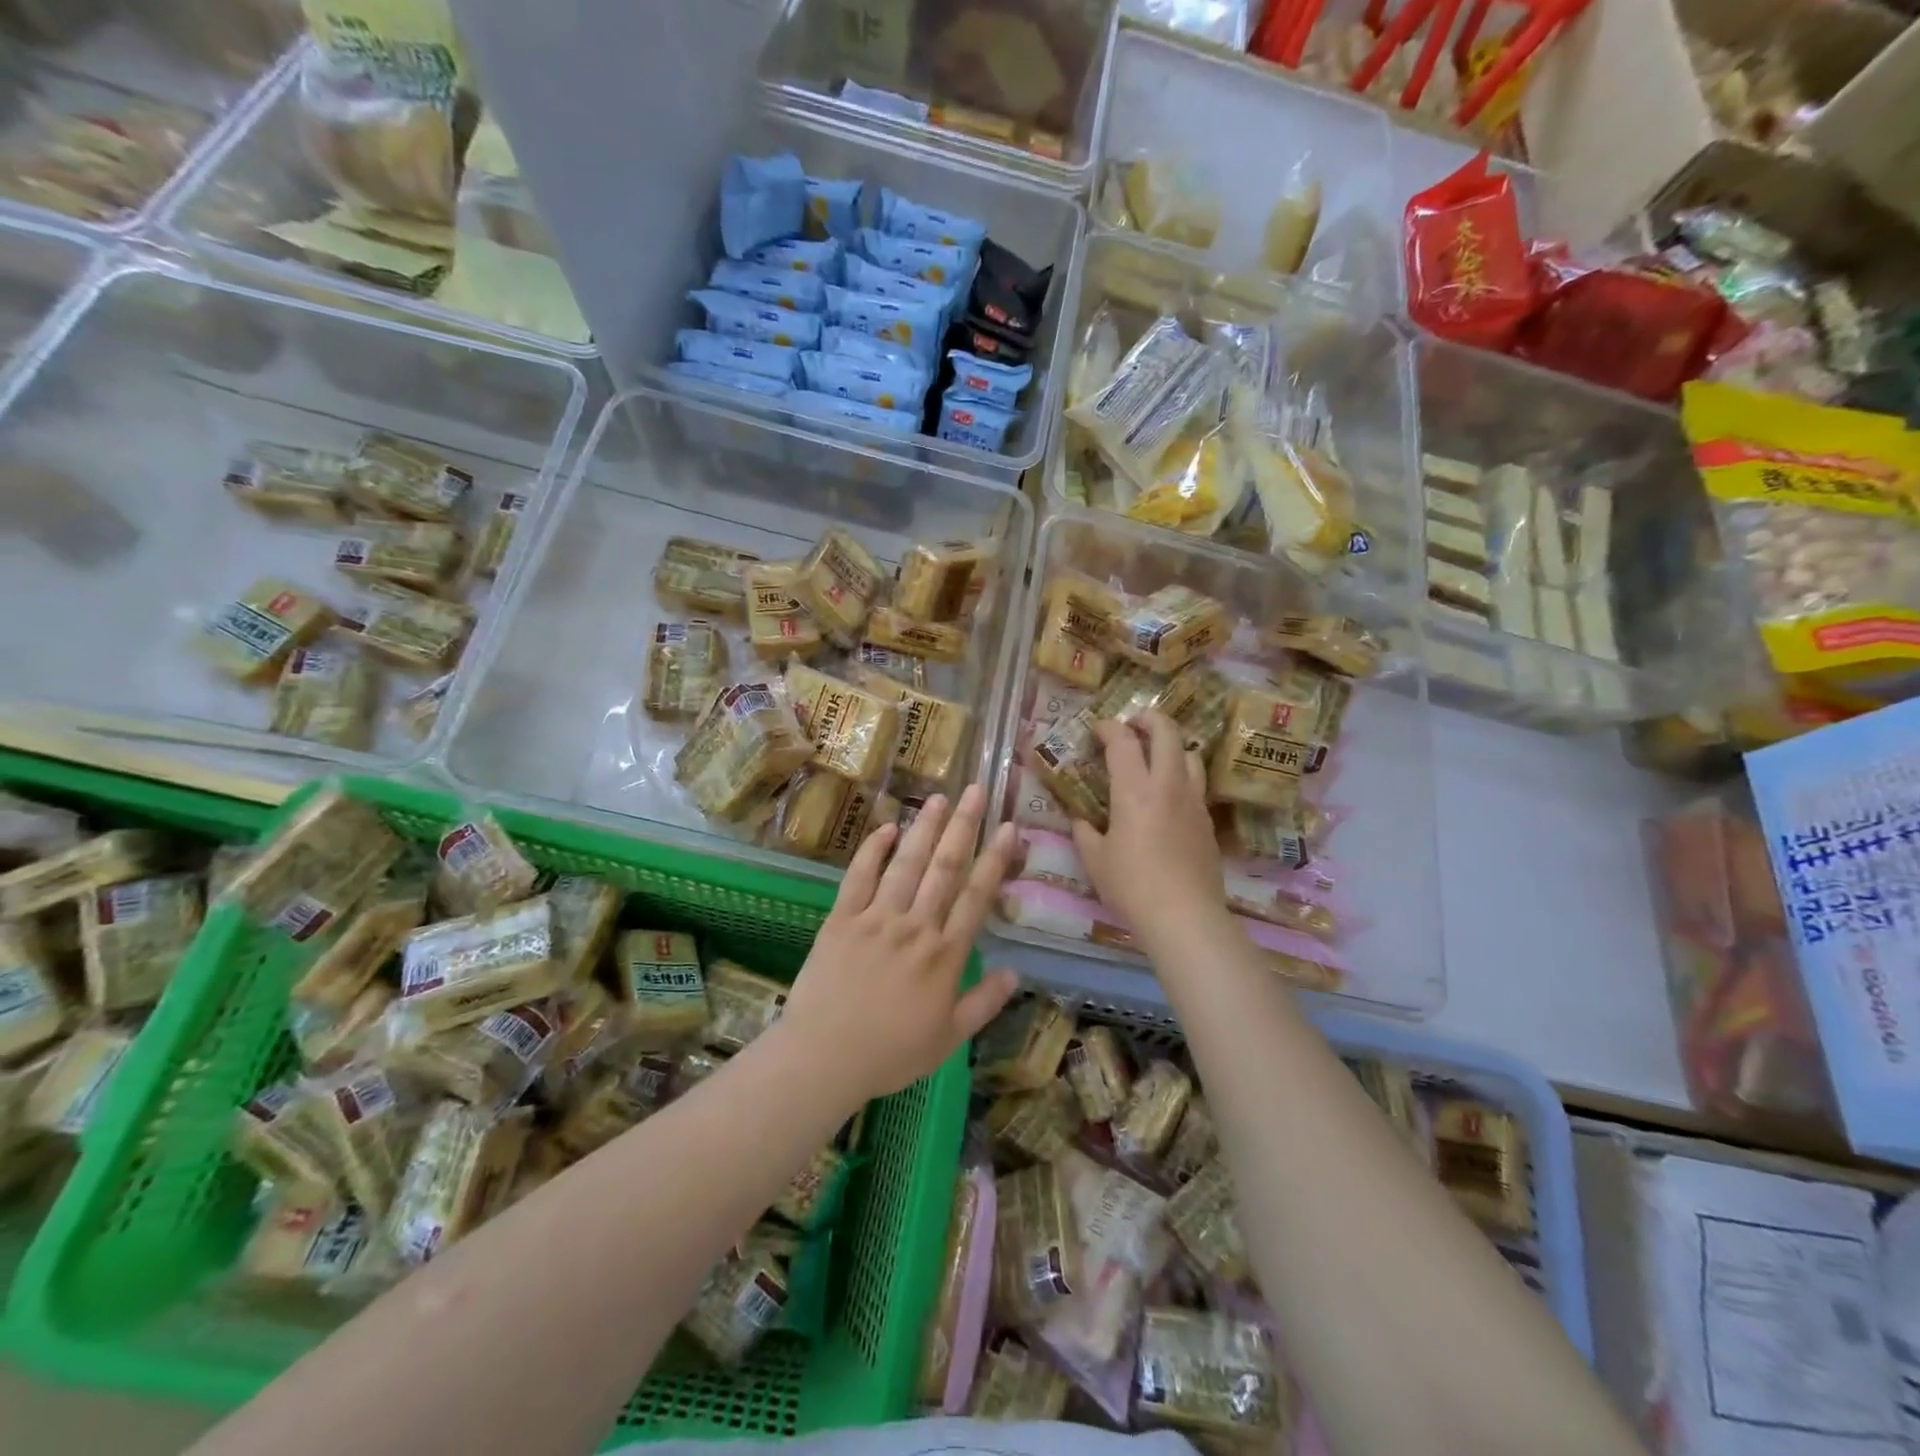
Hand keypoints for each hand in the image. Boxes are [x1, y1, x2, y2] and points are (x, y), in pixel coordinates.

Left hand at [779, 784, 1019, 1104]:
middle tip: (975, 790)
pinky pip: (859, 876)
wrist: (823, 1057)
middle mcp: (915, 926)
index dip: (994, 859)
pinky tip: (886, 827)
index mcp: (944, 955)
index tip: (1008, 827)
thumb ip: (984, 1003)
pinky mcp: (842, 918)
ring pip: (906, 863)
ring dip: (924, 828)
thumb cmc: (890, 1053)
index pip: (976, 896)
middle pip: (944, 868)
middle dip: (963, 826)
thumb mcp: (948, 1038)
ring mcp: (876, 918)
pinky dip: (872, 850)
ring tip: (938, 798)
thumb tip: (1014, 972)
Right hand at [1073, 711, 1226, 951]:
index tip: (1096, 729)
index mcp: (1135, 790)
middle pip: (1166, 732)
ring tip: (1155, 755)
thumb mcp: (1095, 860)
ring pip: (1190, 753)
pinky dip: (1181, 775)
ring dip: (1171, 745)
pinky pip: (1196, 783)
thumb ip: (1084, 833)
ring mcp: (1193, 801)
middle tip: (1132, 724)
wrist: (1185, 916)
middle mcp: (1168, 785)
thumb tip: (1080, 819)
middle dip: (1148, 718)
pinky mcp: (1208, 820)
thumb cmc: (1132, 886)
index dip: (1108, 727)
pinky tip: (1168, 796)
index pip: (1123, 741)